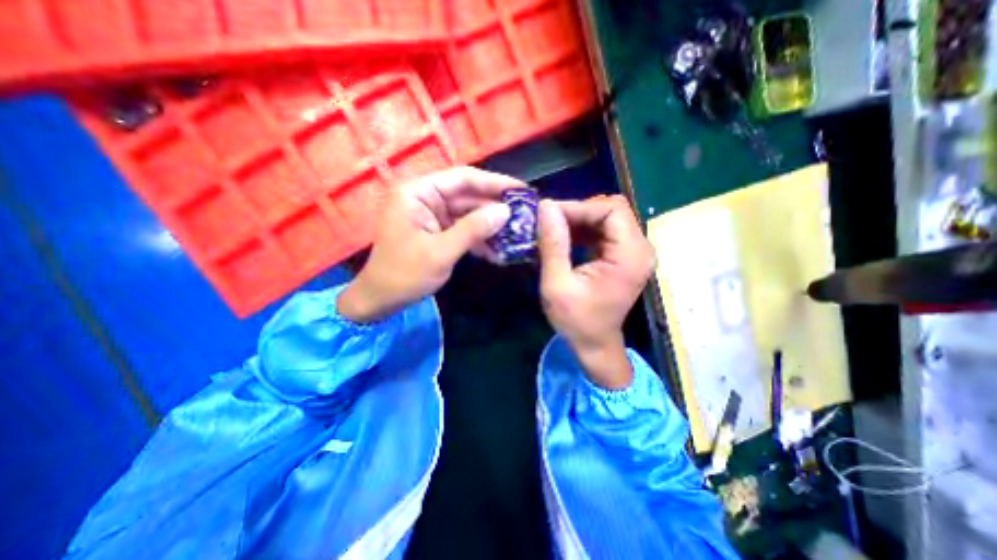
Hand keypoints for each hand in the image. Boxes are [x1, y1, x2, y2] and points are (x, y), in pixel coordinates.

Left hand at [338, 166, 521, 321]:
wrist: (381, 300)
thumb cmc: (404, 274)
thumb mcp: (441, 252)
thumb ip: (473, 229)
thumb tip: (505, 211)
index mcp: (418, 193)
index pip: (462, 178)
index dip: (494, 183)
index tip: (520, 190)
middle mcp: (425, 198)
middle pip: (467, 196)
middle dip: (495, 208)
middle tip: (525, 215)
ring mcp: (432, 216)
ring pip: (468, 215)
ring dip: (490, 227)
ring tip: (516, 235)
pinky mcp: (437, 232)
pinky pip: (463, 230)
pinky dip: (479, 240)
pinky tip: (498, 251)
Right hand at [539, 196, 654, 386]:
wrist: (595, 345)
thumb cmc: (576, 321)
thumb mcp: (557, 284)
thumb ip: (553, 244)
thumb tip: (545, 206)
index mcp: (630, 256)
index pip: (611, 209)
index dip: (578, 207)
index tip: (548, 216)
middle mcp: (640, 249)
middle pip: (612, 210)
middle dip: (577, 212)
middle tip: (548, 222)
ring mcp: (634, 252)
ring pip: (607, 218)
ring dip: (579, 220)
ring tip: (553, 230)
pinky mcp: (625, 256)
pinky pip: (605, 230)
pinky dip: (584, 230)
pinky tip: (566, 239)